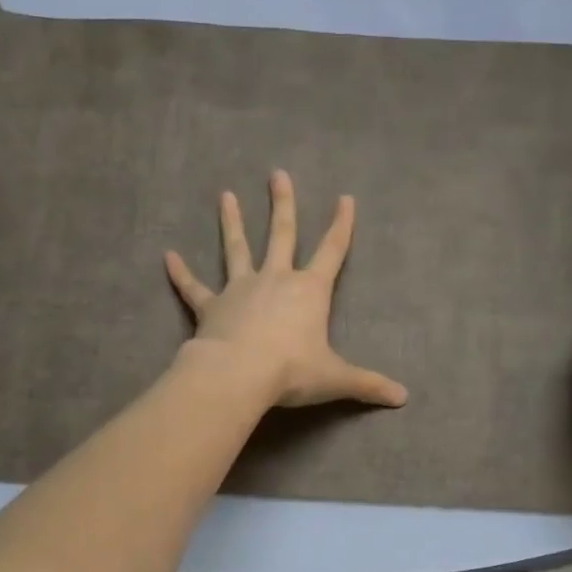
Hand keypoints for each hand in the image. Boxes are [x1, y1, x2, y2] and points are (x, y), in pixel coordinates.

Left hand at [166, 170, 408, 410]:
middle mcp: (275, 280)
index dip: (341, 225)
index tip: (345, 198)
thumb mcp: (336, 378)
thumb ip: (368, 384)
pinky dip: (181, 273)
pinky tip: (168, 257)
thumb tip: (403, 397)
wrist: (238, 375)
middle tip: (277, 174)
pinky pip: (194, 288)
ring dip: (230, 222)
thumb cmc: (292, 371)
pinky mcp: (211, 307)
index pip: (332, 251)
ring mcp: (240, 289)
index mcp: (309, 291)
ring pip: (236, 248)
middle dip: (282, 204)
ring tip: (225, 195)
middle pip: (281, 234)